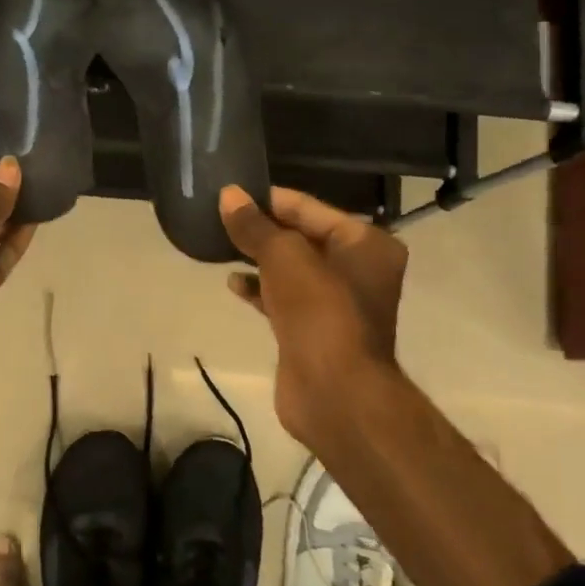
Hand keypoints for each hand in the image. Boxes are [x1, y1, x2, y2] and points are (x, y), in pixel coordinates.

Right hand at [218, 185, 407, 453]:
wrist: (334, 392)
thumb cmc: (319, 312)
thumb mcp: (284, 257)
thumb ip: (255, 226)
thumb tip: (229, 195)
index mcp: (365, 243)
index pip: (309, 208)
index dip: (269, 200)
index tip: (230, 193)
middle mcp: (358, 269)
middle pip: (301, 237)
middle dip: (261, 230)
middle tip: (219, 218)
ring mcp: (337, 303)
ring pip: (290, 269)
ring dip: (258, 258)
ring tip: (220, 246)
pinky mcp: (314, 330)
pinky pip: (284, 298)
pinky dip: (260, 289)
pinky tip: (233, 284)